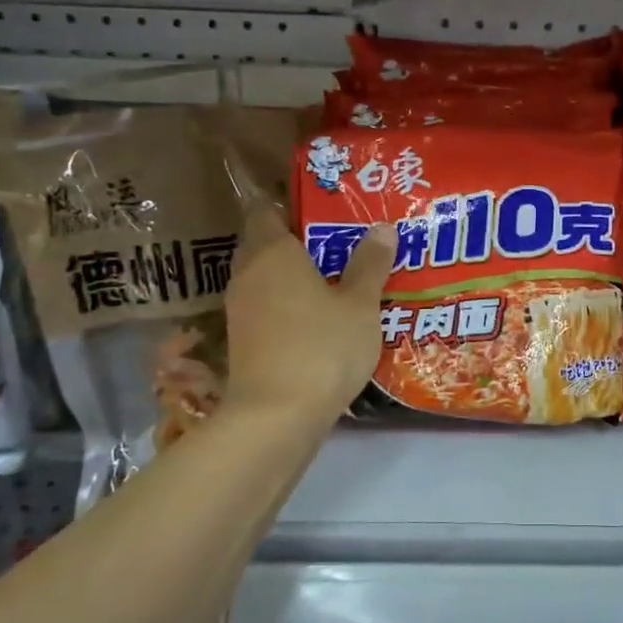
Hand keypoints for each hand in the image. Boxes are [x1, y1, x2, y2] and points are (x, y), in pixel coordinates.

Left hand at [223, 202, 394, 420]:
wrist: (276, 416)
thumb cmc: (322, 347)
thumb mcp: (359, 304)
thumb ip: (370, 264)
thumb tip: (382, 227)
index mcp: (272, 252)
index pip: (266, 210)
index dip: (291, 205)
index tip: (324, 209)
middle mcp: (247, 274)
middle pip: (264, 243)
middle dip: (297, 241)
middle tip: (339, 243)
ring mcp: (240, 309)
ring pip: (264, 277)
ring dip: (292, 275)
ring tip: (335, 278)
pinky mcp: (242, 340)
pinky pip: (265, 306)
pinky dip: (287, 304)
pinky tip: (319, 317)